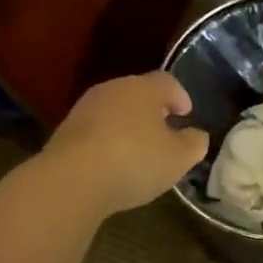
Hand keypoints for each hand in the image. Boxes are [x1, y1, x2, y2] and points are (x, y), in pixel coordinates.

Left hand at [39, 72, 209, 217]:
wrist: (71, 180)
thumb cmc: (135, 161)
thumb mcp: (179, 158)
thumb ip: (194, 144)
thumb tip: (197, 135)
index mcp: (143, 88)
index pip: (167, 81)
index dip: (180, 96)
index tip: (186, 113)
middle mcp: (112, 89)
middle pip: (138, 92)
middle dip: (153, 109)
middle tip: (165, 129)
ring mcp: (85, 109)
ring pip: (114, 110)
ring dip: (128, 125)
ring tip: (139, 148)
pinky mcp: (65, 131)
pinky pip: (96, 130)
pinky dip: (108, 140)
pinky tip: (113, 162)